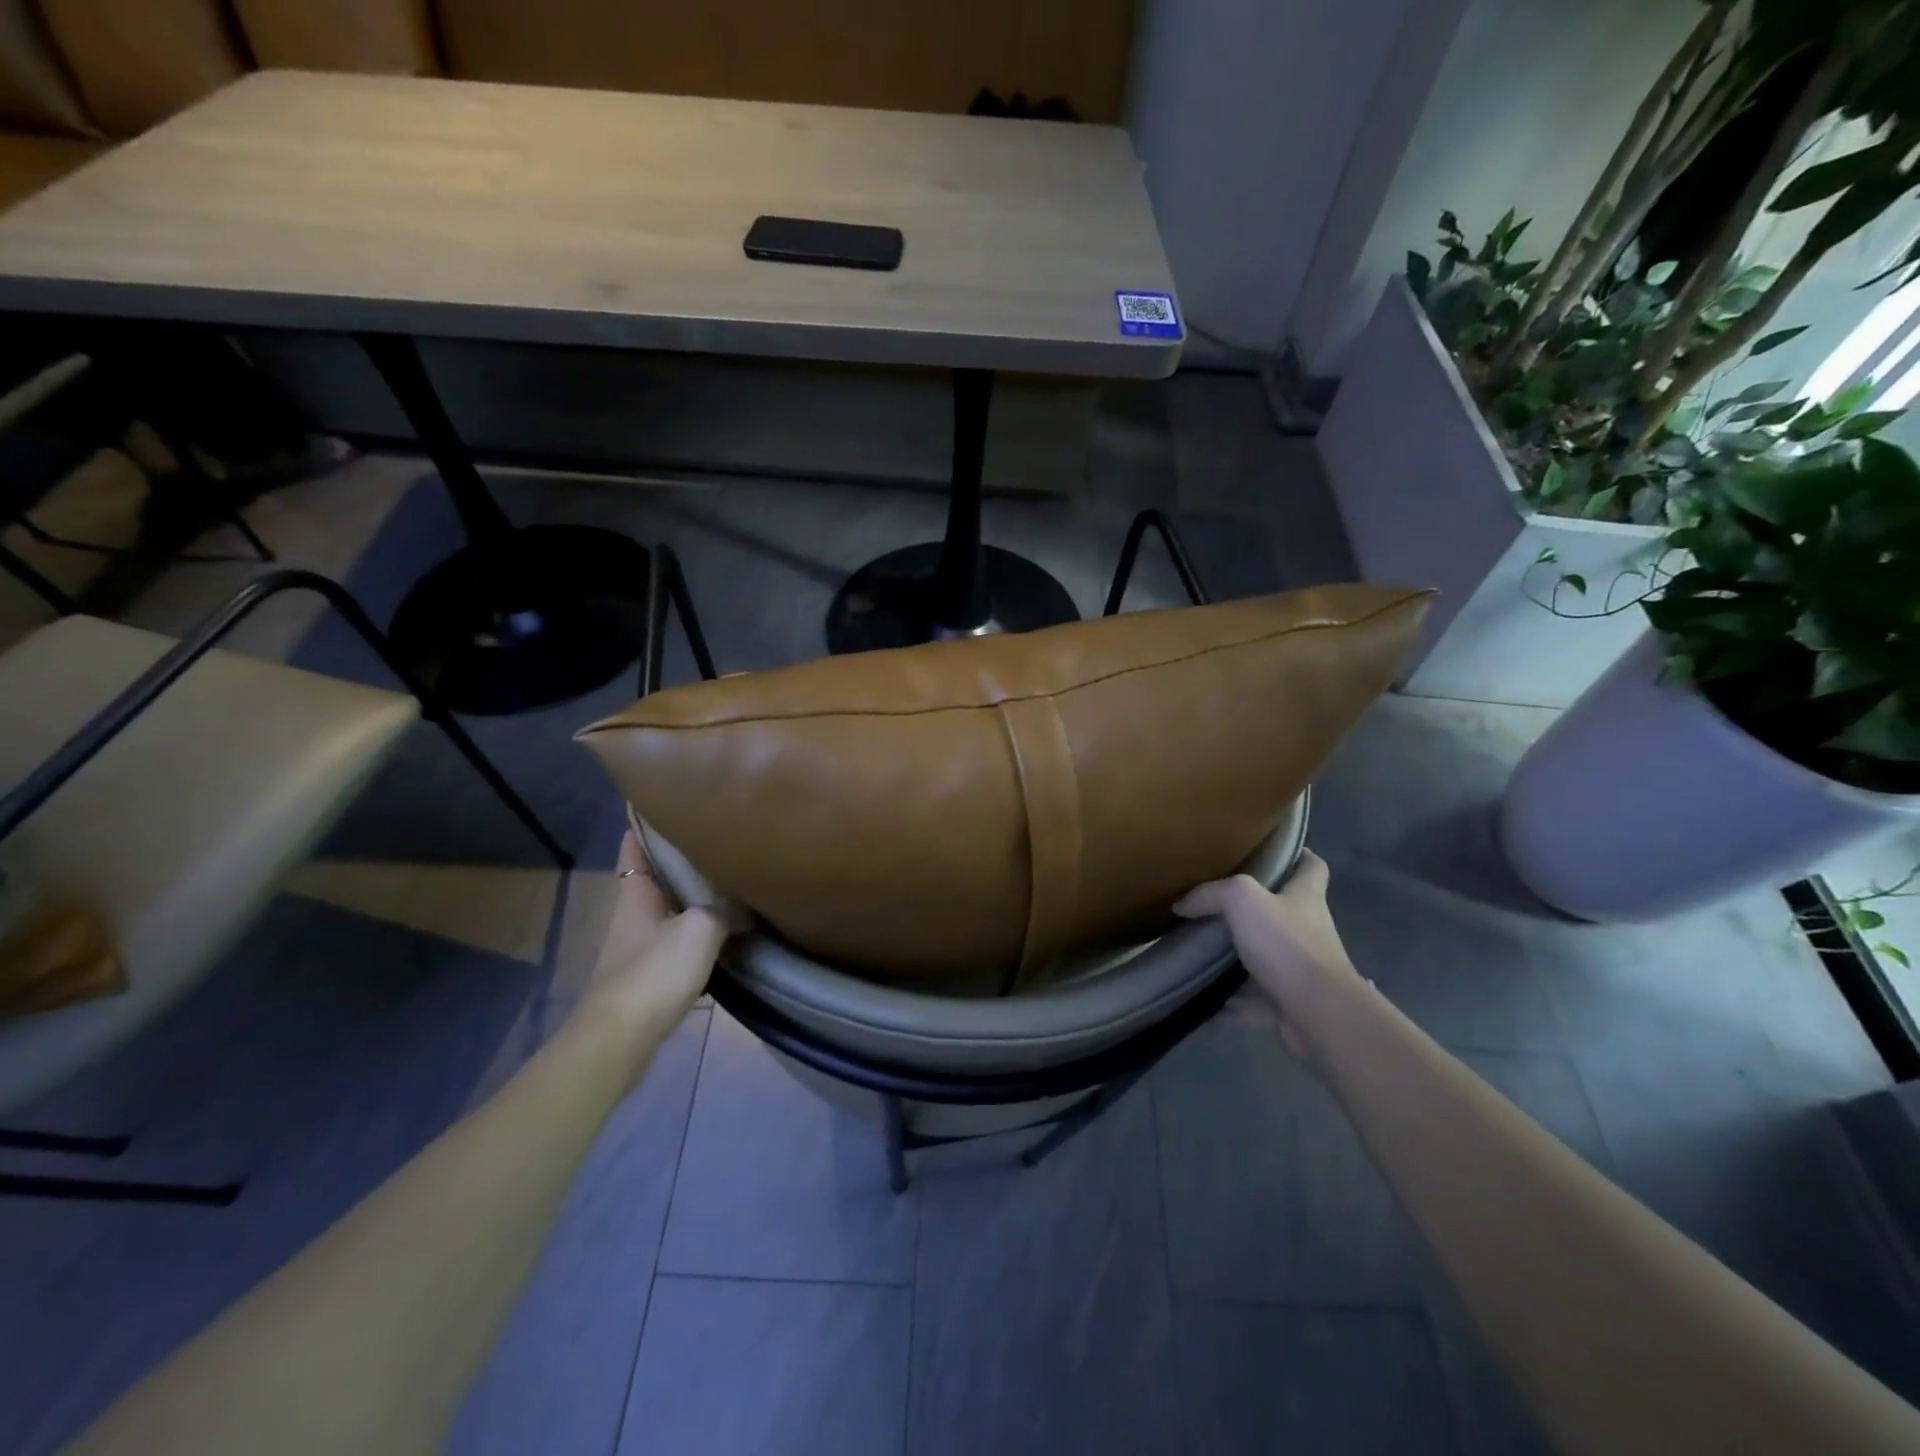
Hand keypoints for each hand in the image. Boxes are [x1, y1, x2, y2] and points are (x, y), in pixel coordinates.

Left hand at [573, 834, 747, 1052]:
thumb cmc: (655, 970)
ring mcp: (639, 946)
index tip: (668, 802)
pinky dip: (699, 933)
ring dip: (693, 898)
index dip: (646, 823)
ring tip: (729, 881)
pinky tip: (725, 933)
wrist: (622, 1037)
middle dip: (681, 860)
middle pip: (656, 877)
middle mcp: (634, 914)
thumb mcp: (700, 929)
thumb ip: (726, 911)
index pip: (635, 846)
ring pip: (669, 910)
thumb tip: (747, 908)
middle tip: (718, 839)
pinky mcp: (650, 975)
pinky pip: (678, 941)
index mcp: (636, 893)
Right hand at [1173, 851, 1358, 1057]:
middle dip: (1255, 910)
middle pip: (1285, 912)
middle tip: (1217, 903)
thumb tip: (1182, 904)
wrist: (1318, 1014)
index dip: (1298, 855)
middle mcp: (1309, 930)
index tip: (1271, 852)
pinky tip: (1207, 999)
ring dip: (1242, 958)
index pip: (1312, 866)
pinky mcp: (1292, 1004)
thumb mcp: (1242, 900)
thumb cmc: (1287, 945)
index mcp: (1306, 898)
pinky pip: (1257, 1000)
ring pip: (1269, 958)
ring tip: (1204, 952)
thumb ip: (1211, 895)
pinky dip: (1235, 1002)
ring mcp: (1303, 970)